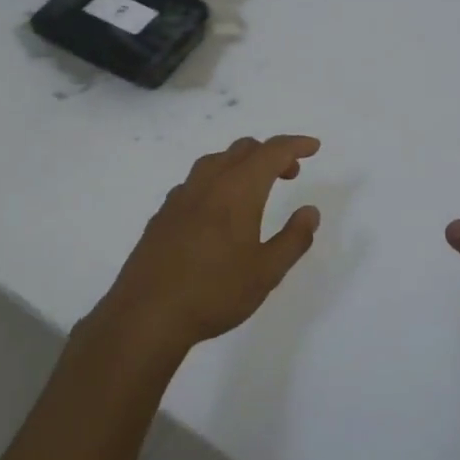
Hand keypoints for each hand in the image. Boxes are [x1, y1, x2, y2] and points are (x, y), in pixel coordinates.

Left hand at [100, 135, 321, 353]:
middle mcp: (209, 182)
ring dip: (241, 163)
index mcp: (239, 189)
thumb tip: (310, 211)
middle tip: (290, 174)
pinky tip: (217, 210)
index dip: (296, 145)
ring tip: (255, 188)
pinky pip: (195, 182)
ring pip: (216, 161)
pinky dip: (216, 181)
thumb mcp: (267, 272)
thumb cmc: (214, 292)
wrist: (146, 315)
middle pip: (243, 149)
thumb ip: (294, 238)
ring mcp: (181, 196)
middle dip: (271, 153)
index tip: (313, 147)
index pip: (273, 151)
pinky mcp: (163, 214)